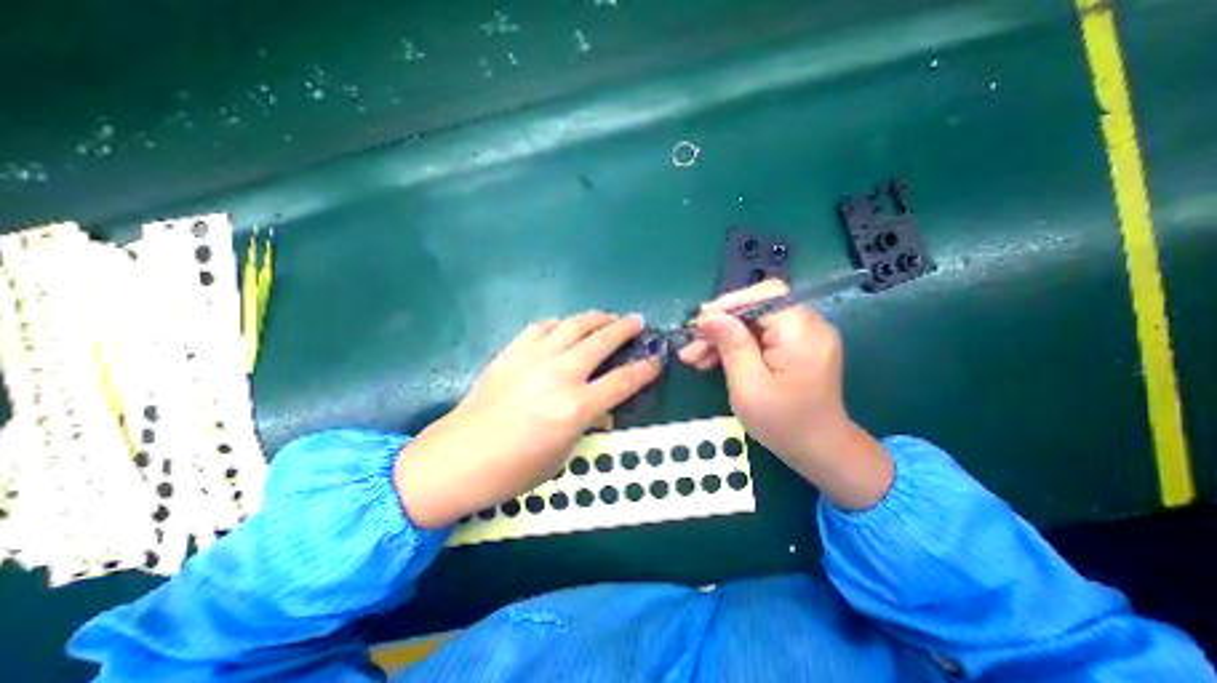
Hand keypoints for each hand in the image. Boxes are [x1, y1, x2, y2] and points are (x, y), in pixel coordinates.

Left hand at [396, 312, 660, 529]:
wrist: (457, 458)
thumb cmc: (513, 469)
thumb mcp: (562, 456)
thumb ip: (586, 424)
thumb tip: (601, 407)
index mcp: (576, 407)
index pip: (623, 381)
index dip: (645, 369)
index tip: (657, 360)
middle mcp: (559, 375)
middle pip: (601, 342)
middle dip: (625, 329)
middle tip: (637, 321)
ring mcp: (534, 359)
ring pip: (573, 326)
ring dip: (595, 318)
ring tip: (607, 316)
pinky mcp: (512, 352)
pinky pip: (541, 327)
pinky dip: (559, 324)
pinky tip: (564, 326)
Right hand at [680, 281, 890, 508]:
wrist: (819, 450)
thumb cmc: (783, 423)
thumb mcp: (748, 386)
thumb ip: (731, 345)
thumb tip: (709, 316)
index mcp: (802, 332)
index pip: (764, 296)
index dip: (728, 305)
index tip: (699, 324)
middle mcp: (809, 325)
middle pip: (756, 307)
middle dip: (720, 324)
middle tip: (691, 346)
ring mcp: (804, 335)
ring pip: (754, 321)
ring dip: (723, 336)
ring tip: (695, 357)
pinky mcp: (797, 345)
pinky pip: (761, 334)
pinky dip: (737, 344)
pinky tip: (713, 359)